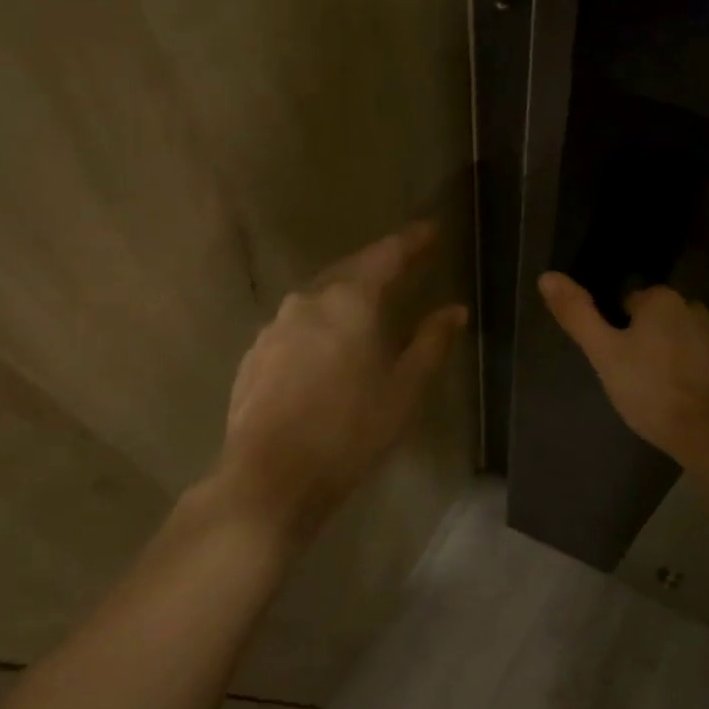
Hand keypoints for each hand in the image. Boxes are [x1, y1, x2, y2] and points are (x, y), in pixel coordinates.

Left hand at [217, 223, 467, 535]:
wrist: (269, 478)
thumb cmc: (349, 432)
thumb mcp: (403, 391)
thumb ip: (430, 344)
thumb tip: (454, 310)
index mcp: (349, 302)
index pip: (386, 255)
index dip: (411, 241)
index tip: (431, 229)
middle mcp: (307, 301)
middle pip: (349, 271)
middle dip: (377, 265)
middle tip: (404, 264)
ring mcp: (274, 328)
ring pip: (318, 299)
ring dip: (345, 297)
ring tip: (366, 309)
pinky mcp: (254, 355)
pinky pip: (295, 327)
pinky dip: (318, 326)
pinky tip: (325, 350)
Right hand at [538, 272, 708, 463]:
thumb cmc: (651, 390)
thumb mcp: (604, 354)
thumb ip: (577, 314)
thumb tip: (546, 276)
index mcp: (661, 300)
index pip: (627, 304)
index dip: (615, 332)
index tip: (613, 361)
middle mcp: (693, 307)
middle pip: (655, 321)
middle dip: (642, 343)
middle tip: (630, 379)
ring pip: (679, 340)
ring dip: (667, 357)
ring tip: (655, 393)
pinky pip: (701, 361)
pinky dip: (690, 375)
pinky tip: (681, 400)